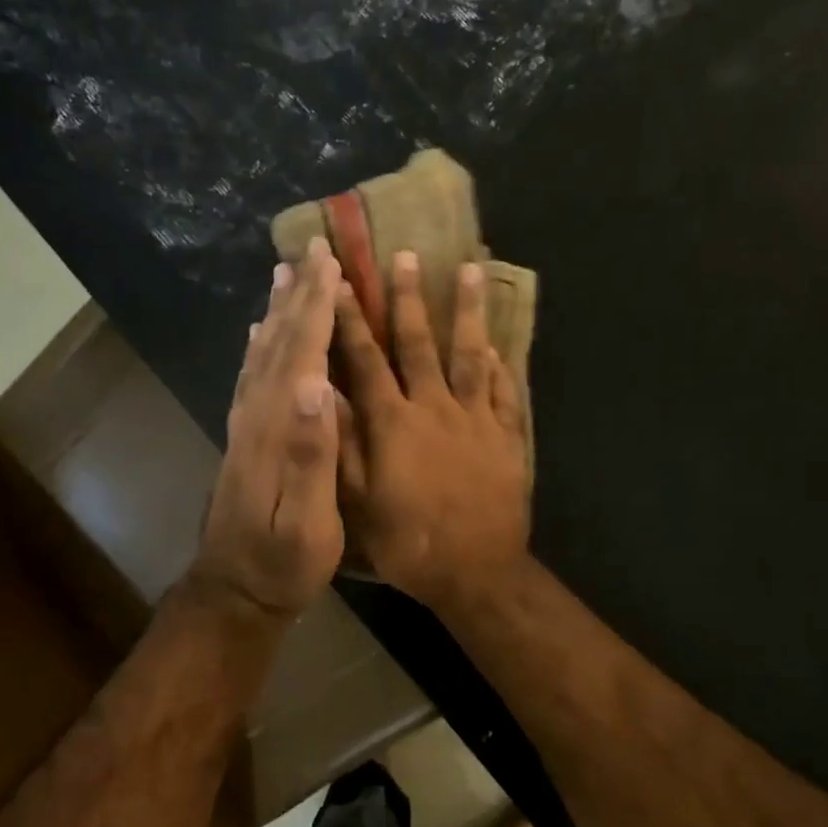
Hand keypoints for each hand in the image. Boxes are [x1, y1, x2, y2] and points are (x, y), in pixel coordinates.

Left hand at [189, 239, 345, 623]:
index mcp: (277, 429)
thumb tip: (316, 385)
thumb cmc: (282, 562)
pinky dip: (259, 347)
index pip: (301, 355)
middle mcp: (256, 416)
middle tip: (313, 252)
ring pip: (261, 354)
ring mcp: (245, 427)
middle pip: (279, 344)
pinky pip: (251, 378)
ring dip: (277, 313)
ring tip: (286, 277)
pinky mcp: (243, 440)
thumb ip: (310, 455)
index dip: (316, 308)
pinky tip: (260, 336)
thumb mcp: (306, 521)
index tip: (331, 263)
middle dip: (299, 296)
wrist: (234, 590)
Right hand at [335, 251, 530, 611]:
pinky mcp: (506, 436)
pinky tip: (495, 343)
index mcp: (393, 423)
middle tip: (407, 256)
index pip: (365, 360)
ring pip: (469, 354)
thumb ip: (342, 445)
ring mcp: (475, 419)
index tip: (339, 281)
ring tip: (470, 271)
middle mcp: (434, 408)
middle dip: (408, 298)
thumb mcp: (359, 502)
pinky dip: (497, 364)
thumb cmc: (409, 542)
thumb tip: (322, 393)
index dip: (350, 320)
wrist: (477, 571)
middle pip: (419, 344)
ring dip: (467, 311)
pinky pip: (502, 391)